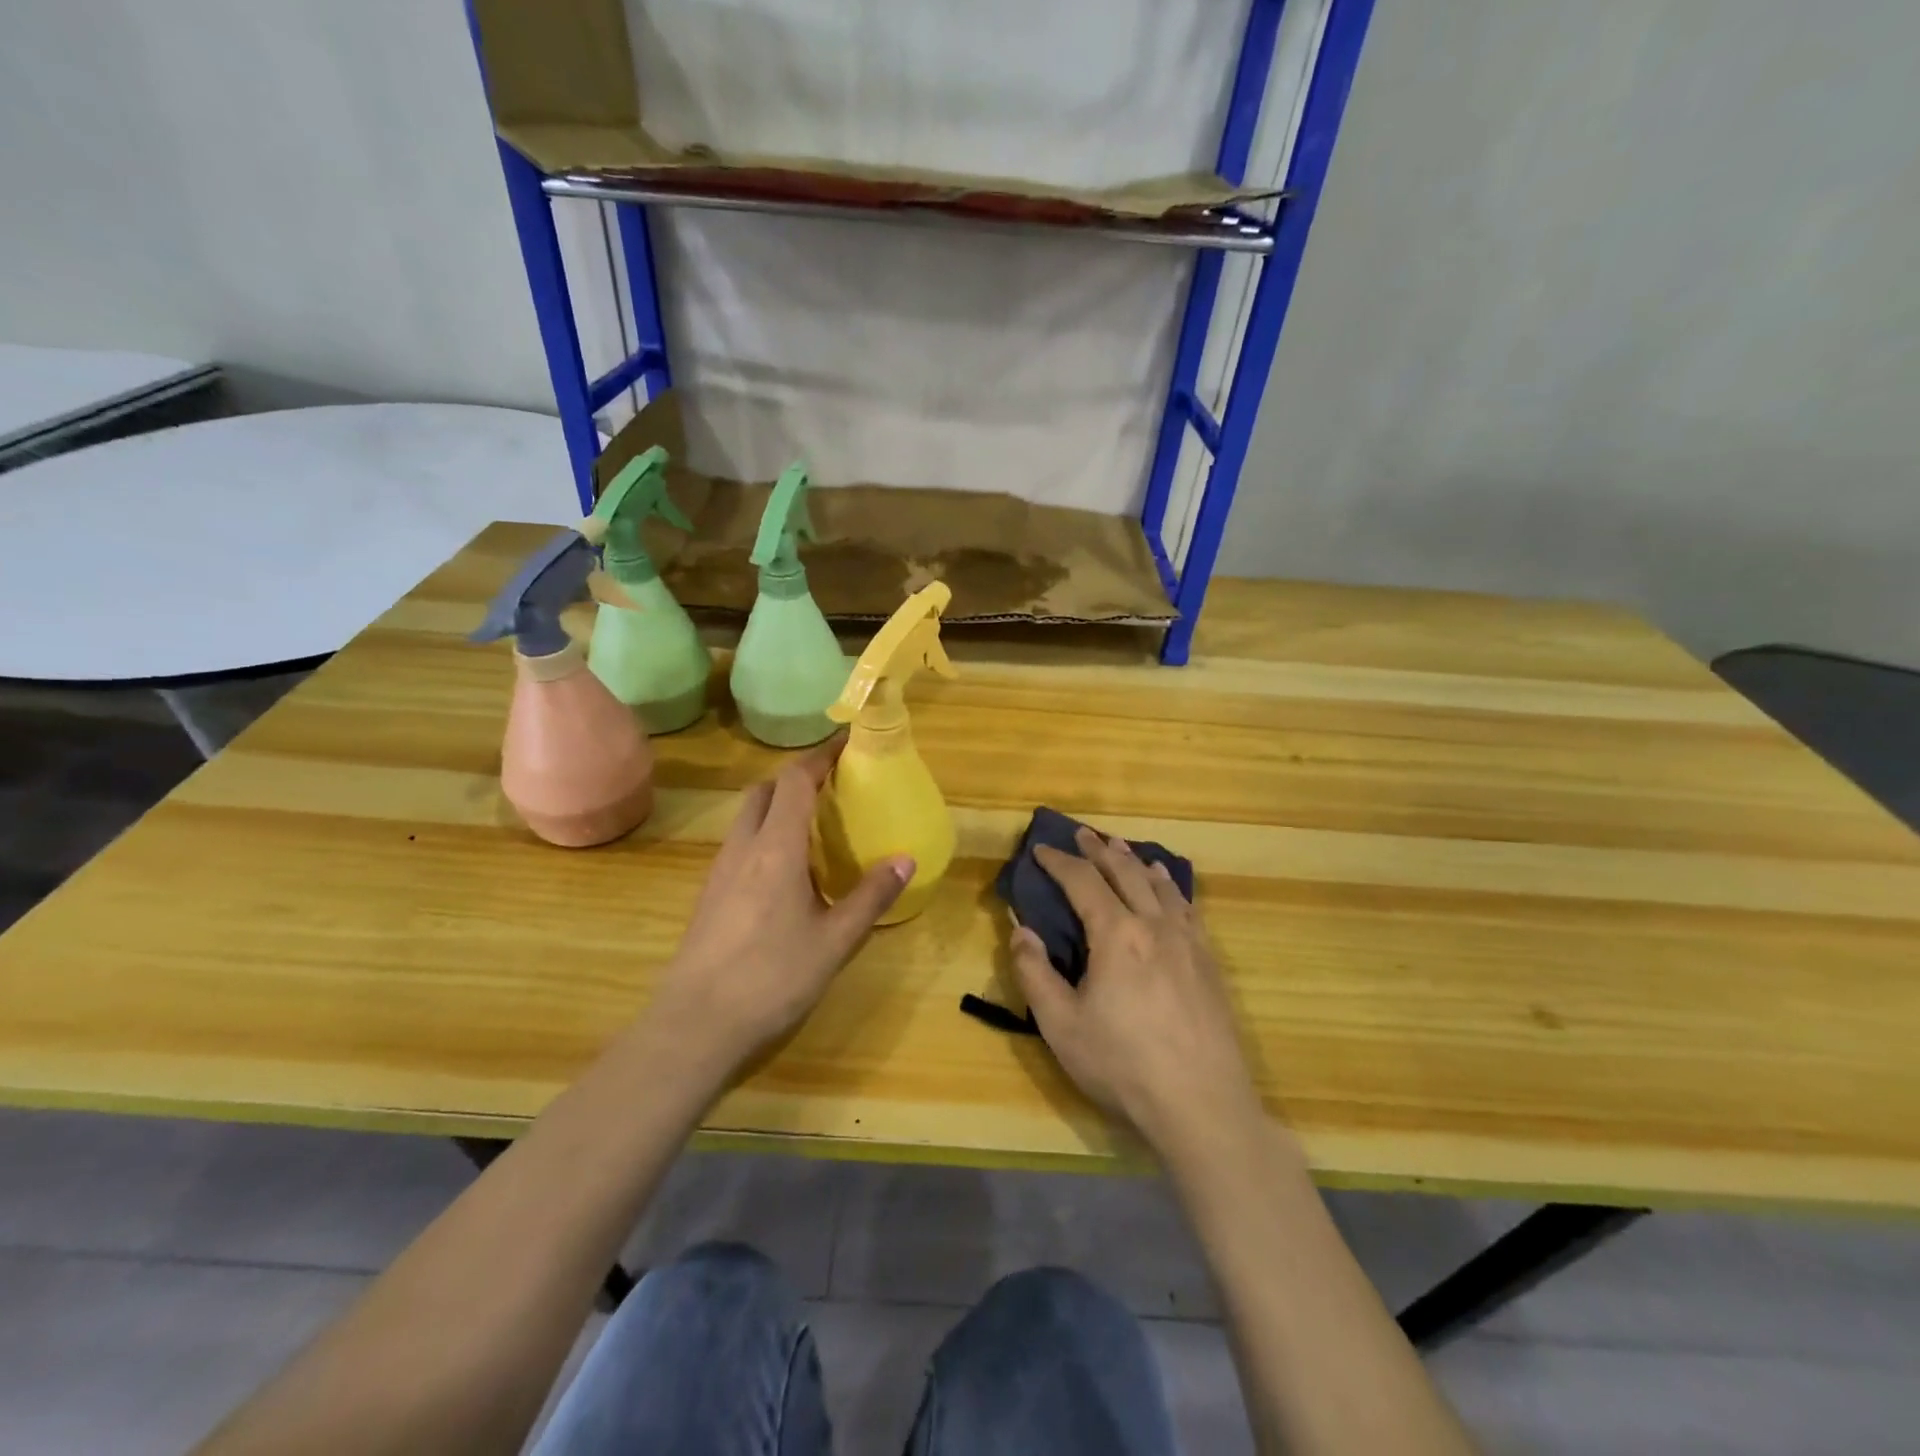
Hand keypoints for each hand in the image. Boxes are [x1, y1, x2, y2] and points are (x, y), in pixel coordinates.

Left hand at [651, 738, 911, 1074]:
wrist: (694, 1026)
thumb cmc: (771, 978)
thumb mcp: (834, 941)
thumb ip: (871, 897)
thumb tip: (906, 859)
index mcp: (776, 847)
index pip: (795, 780)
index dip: (820, 756)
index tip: (847, 744)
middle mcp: (744, 847)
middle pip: (765, 790)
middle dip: (798, 778)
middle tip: (834, 787)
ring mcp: (720, 870)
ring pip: (749, 816)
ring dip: (779, 805)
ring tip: (816, 825)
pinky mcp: (710, 894)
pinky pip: (741, 843)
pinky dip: (766, 834)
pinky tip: (787, 870)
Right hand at [1009, 827, 1263, 1158]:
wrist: (1202, 1104)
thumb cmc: (1123, 1066)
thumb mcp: (1061, 1025)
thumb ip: (1034, 973)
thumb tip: (1021, 929)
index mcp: (1116, 934)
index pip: (1082, 882)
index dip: (1059, 862)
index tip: (1041, 849)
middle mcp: (1154, 925)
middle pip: (1124, 873)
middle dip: (1098, 850)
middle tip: (1081, 834)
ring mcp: (1188, 941)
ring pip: (1159, 885)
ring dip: (1135, 862)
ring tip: (1121, 849)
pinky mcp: (1208, 962)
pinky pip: (1187, 907)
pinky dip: (1171, 886)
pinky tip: (1168, 885)